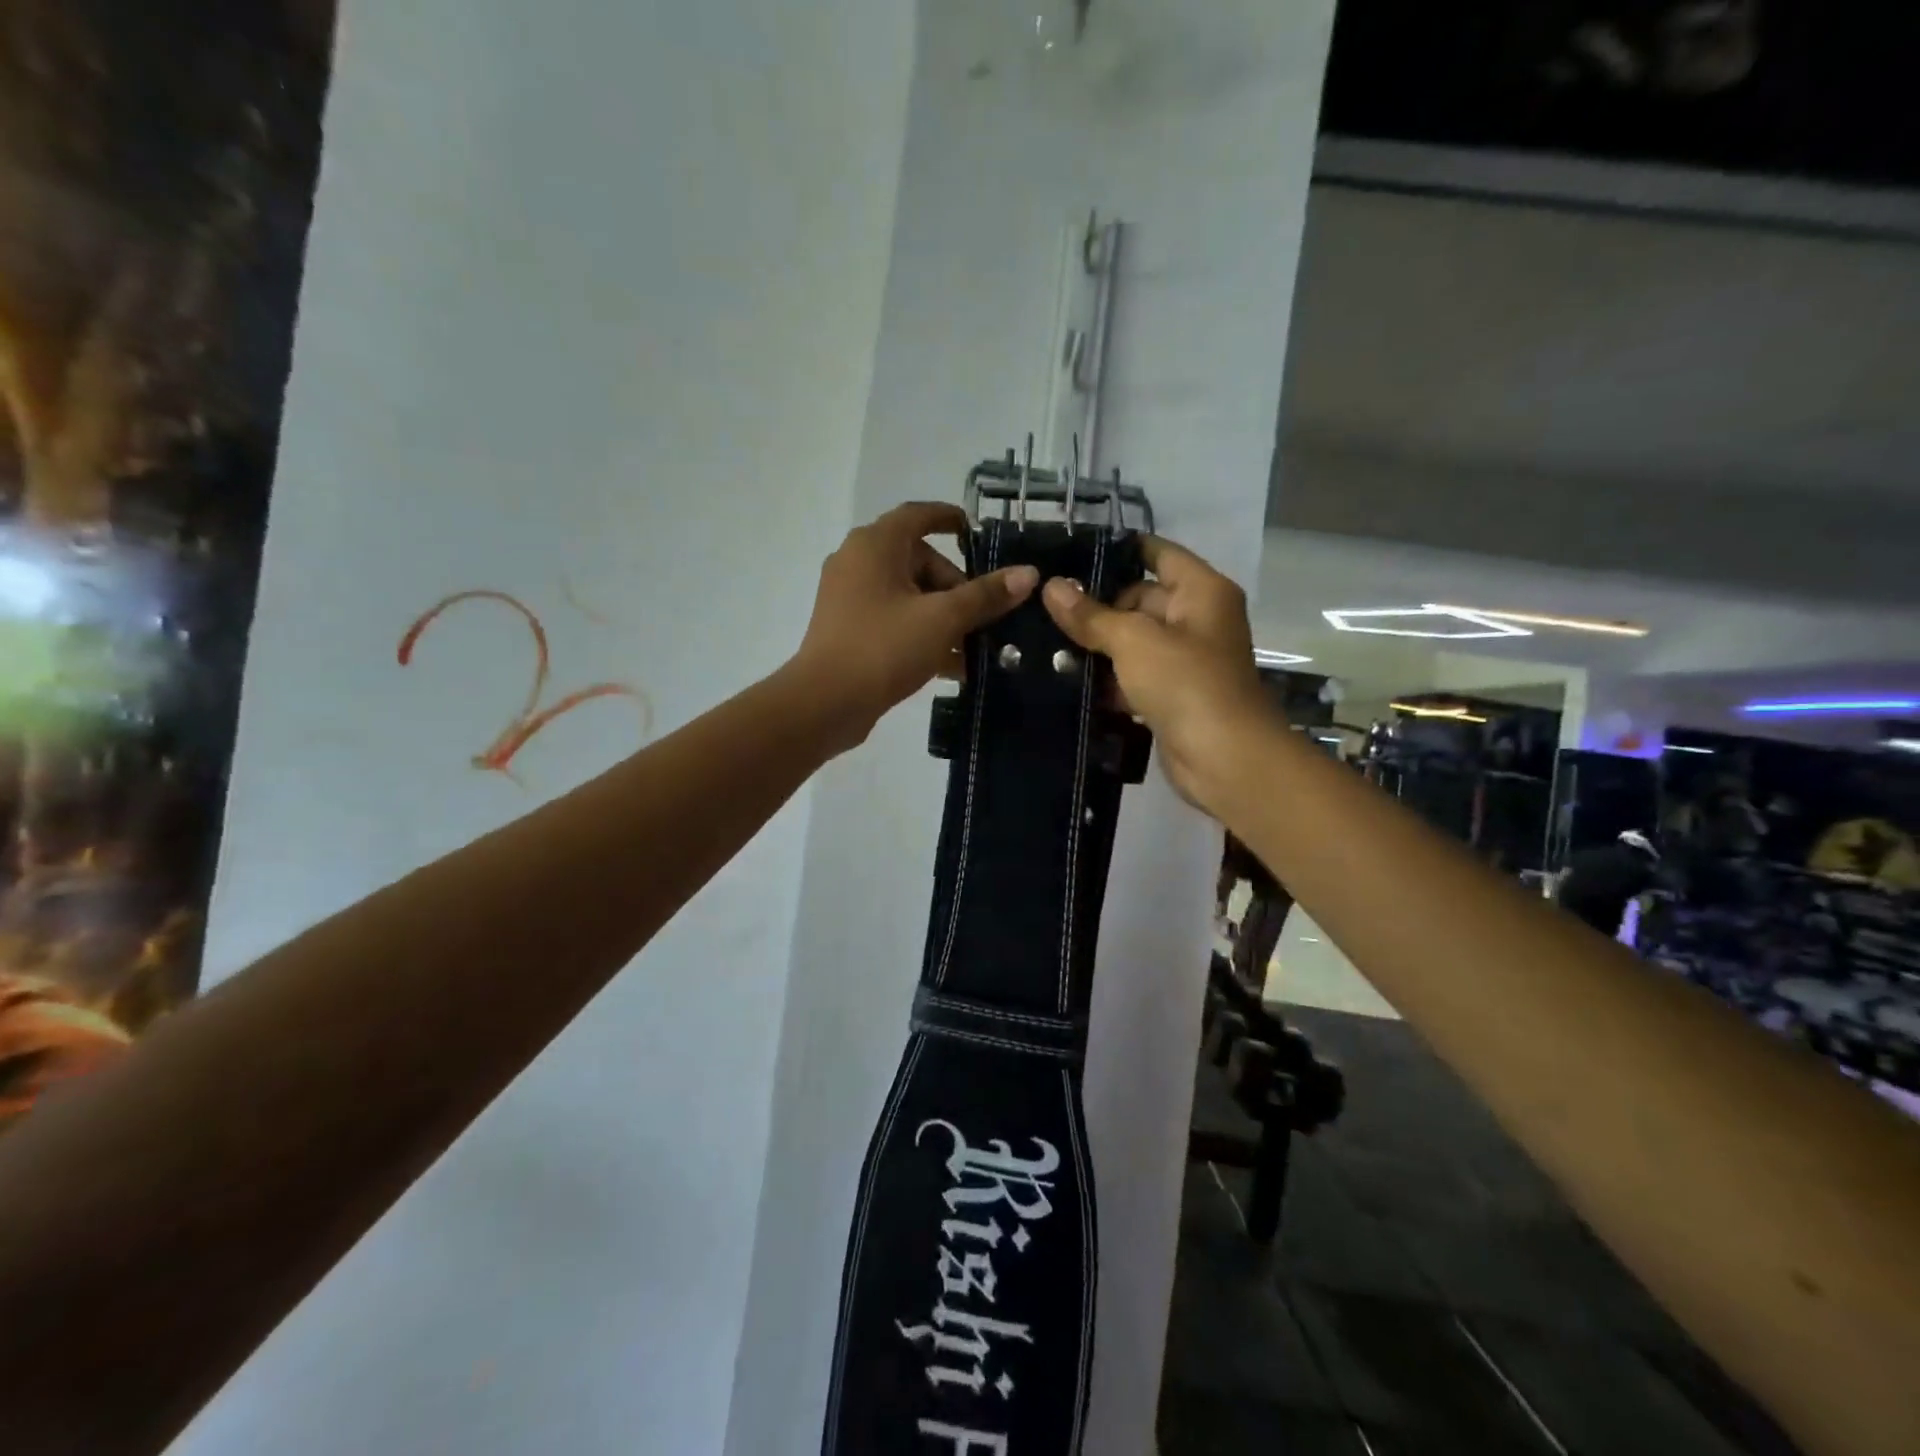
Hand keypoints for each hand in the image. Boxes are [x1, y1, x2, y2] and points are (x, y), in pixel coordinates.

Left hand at [793, 502, 1038, 750]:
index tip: (977, 534)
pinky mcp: (849, 629)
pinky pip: (894, 620)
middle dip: (956, 587)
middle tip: (984, 616)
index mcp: (876, 545)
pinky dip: (922, 633)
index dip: (950, 519)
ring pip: (909, 595)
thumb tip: (1028, 574)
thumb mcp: (943, 619)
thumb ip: (985, 595)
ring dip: (944, 616)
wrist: (825, 703)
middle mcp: (858, 562)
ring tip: (976, 647)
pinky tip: (952, 666)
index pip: (919, 515)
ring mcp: (850, 597)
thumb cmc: (883, 648)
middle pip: (918, 560)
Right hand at [1041, 535, 1274, 812]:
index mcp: (1201, 591)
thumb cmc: (1186, 684)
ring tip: (1045, 642)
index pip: (1158, 553)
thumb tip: (1052, 586)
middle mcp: (1197, 619)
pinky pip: (1133, 675)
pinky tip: (1066, 680)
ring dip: (1097, 646)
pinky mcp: (1171, 695)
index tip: (1070, 553)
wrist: (1224, 759)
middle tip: (1044, 609)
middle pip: (1140, 598)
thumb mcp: (1133, 641)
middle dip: (1096, 607)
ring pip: (1133, 641)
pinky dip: (1108, 678)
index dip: (1119, 550)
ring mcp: (1185, 660)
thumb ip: (1091, 615)